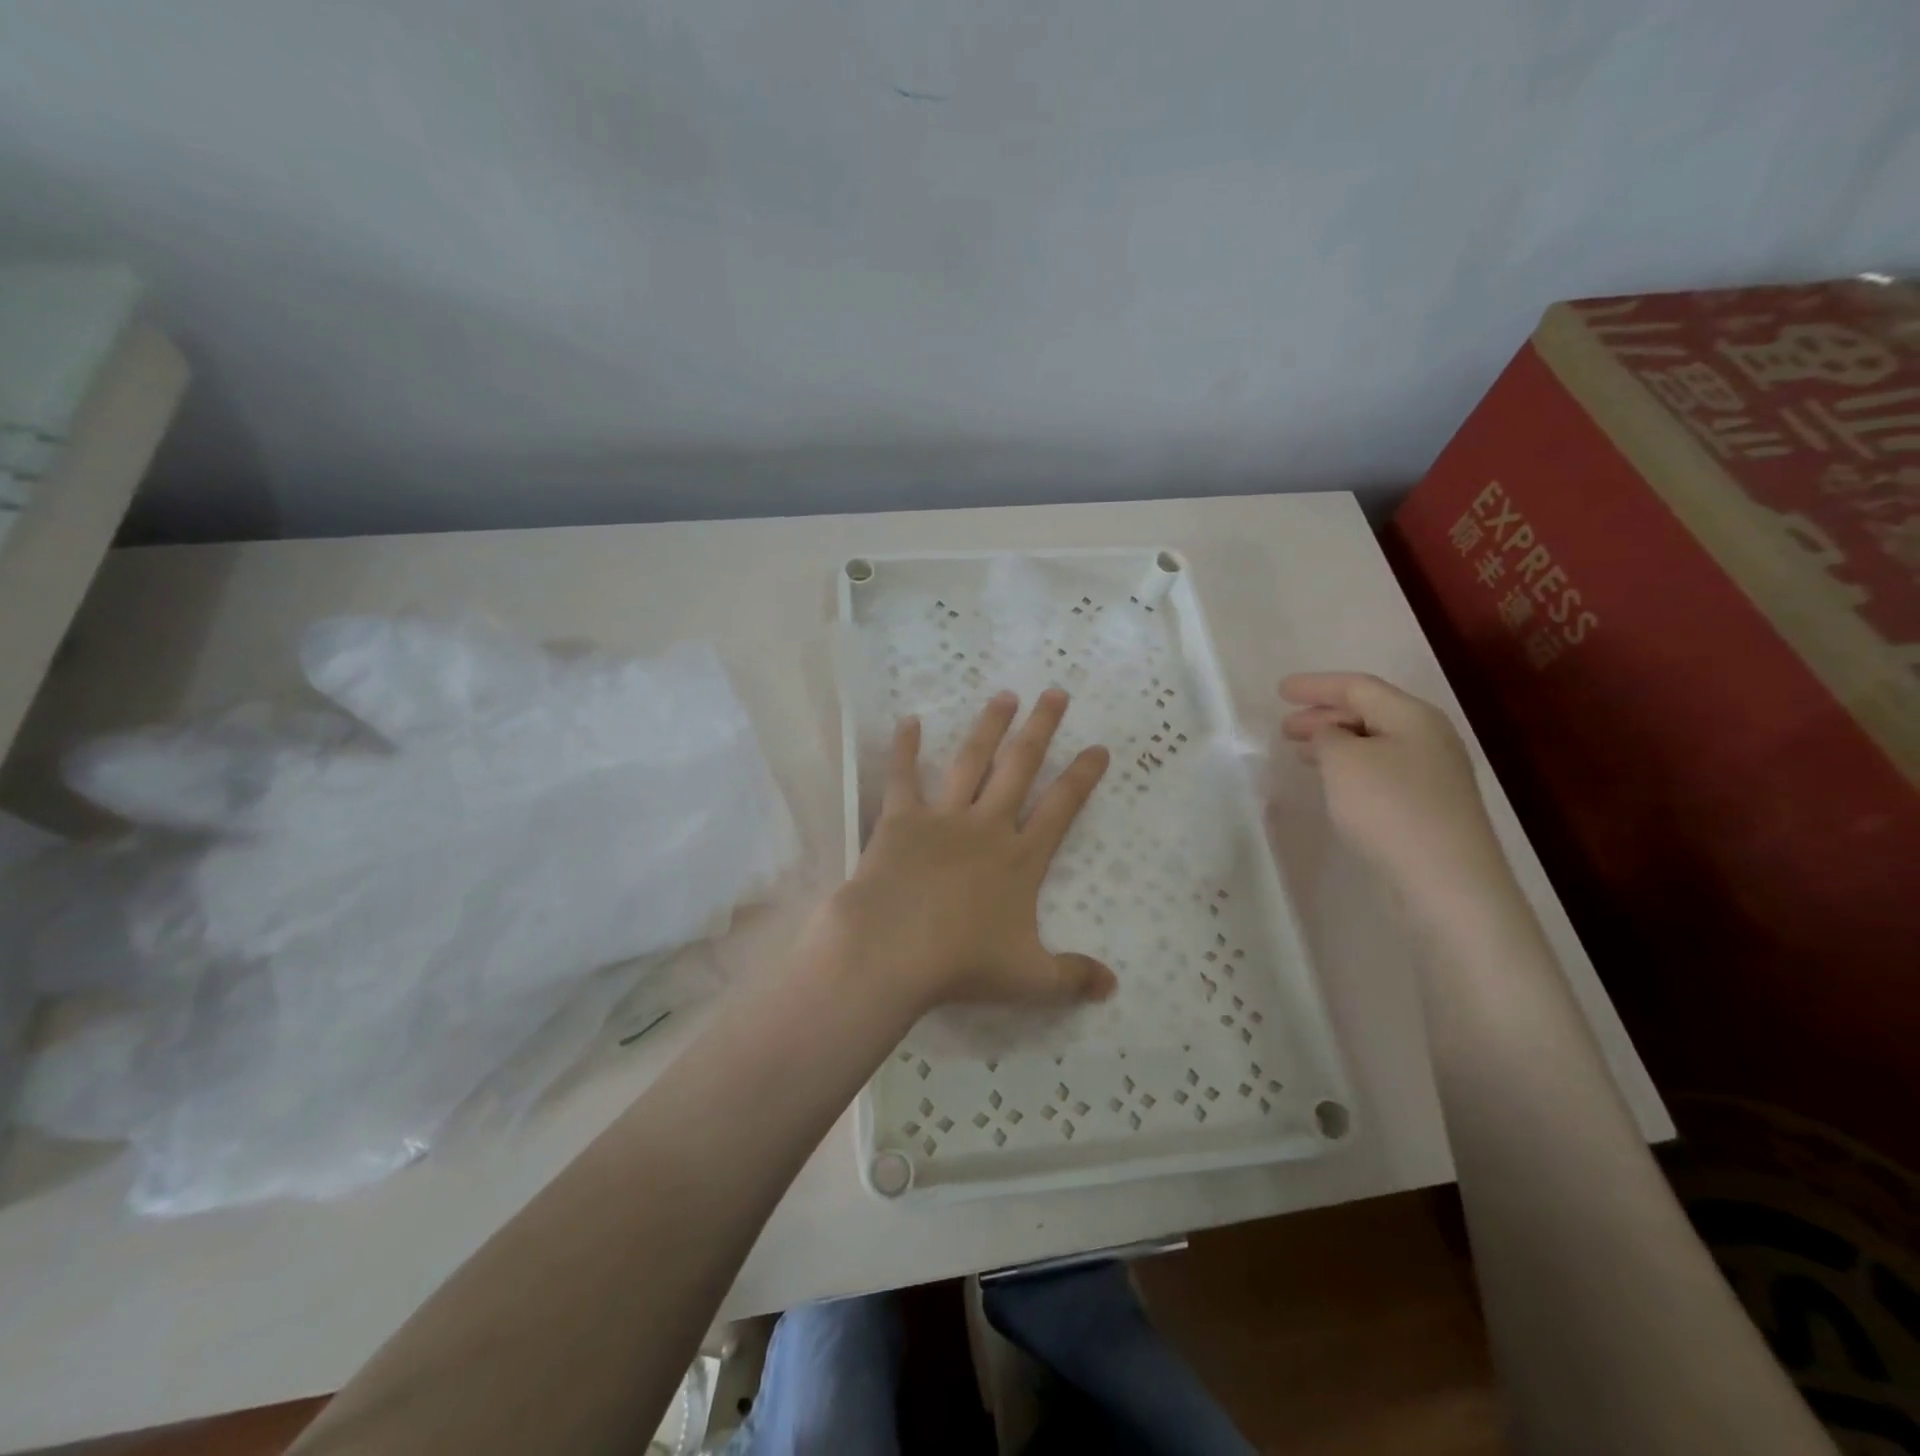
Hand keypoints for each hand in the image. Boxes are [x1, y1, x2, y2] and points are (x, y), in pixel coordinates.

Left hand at [817, 689, 1115, 1016]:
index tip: (1097, 747)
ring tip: (1003, 696)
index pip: (1061, 808)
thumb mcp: (1028, 979)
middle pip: (1020, 766)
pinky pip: (903, 776)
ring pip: (971, 760)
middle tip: (1055, 693)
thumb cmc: (962, 964)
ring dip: (989, 726)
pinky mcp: (901, 819)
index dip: (1082, 776)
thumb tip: (1112, 987)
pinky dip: (904, 747)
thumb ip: (1072, 978)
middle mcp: (987, 826)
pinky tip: (908, 721)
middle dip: (1041, 728)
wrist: (893, 950)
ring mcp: (943, 818)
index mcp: (1021, 859)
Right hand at [1279, 672, 1506, 914]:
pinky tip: (1333, 783)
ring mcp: (1432, 774)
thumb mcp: (1344, 761)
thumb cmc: (1389, 807)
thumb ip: (1327, 736)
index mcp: (1412, 716)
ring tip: (1300, 753)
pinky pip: (1380, 771)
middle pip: (1369, 713)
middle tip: (1285, 727)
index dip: (1316, 686)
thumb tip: (1329, 735)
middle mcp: (1428, 737)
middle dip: (1323, 715)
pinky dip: (1349, 768)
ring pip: (1373, 744)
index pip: (1358, 687)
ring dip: (1334, 743)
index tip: (1280, 690)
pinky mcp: (1428, 806)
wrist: (1445, 879)